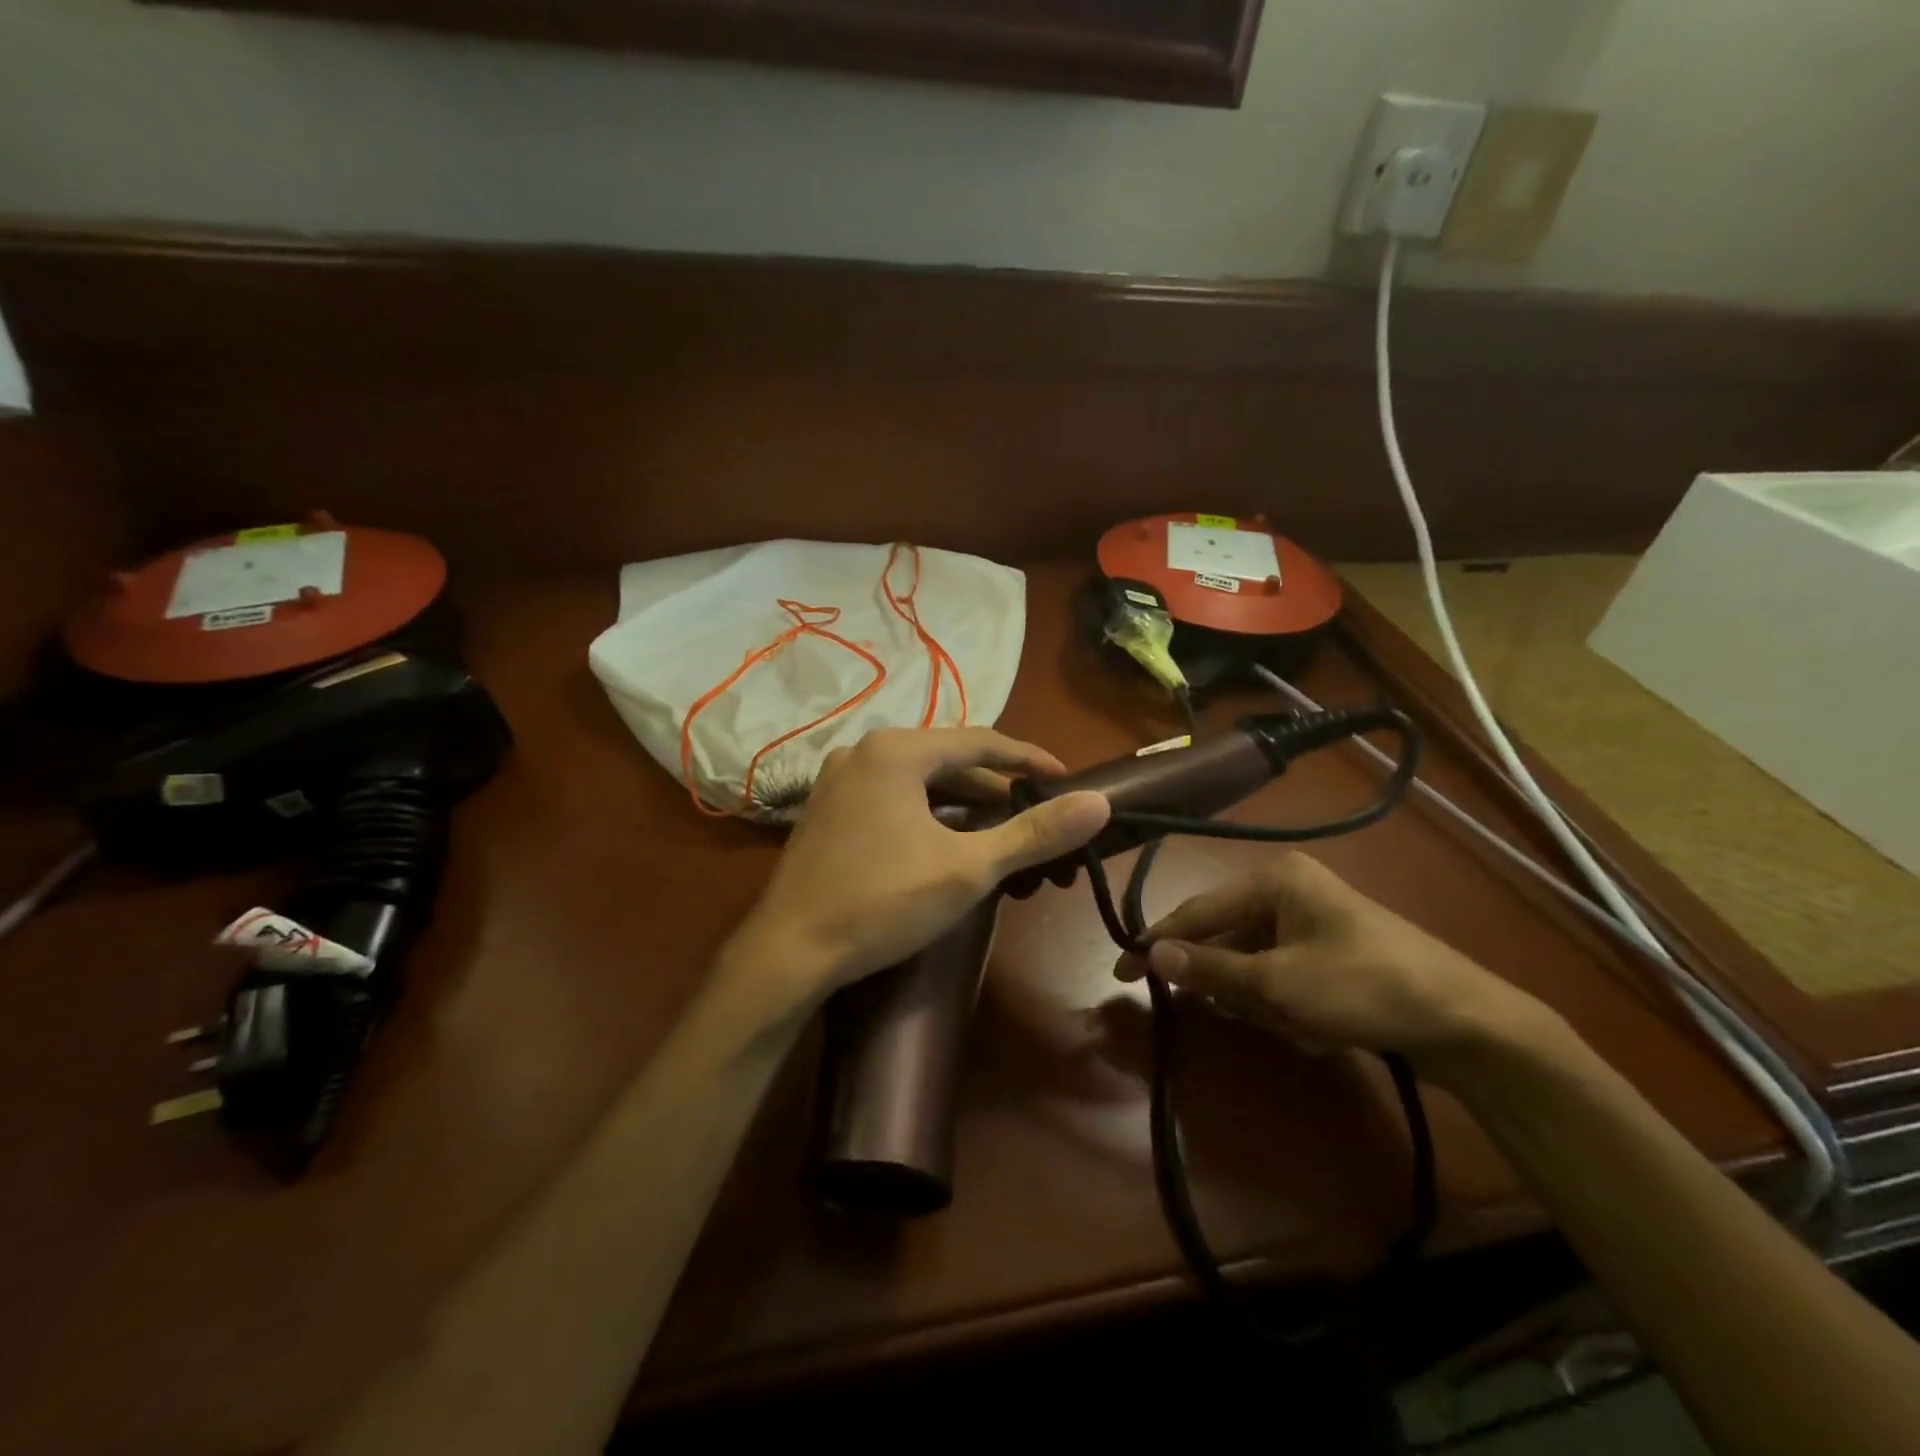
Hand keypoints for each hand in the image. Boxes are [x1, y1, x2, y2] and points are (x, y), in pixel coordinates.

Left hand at [732, 728, 1109, 1000]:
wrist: (788, 951)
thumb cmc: (882, 902)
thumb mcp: (968, 868)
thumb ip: (1034, 833)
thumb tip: (1098, 802)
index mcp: (897, 750)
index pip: (981, 741)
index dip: (1029, 759)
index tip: (1065, 780)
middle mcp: (864, 751)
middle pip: (947, 758)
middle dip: (994, 785)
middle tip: (1034, 813)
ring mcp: (838, 779)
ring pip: (917, 779)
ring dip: (960, 801)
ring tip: (997, 829)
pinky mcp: (826, 808)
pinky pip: (891, 795)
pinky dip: (926, 811)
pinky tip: (943, 840)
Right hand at [1114, 851, 1555, 1077]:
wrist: (1469, 1024)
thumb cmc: (1365, 987)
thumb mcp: (1279, 983)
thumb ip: (1212, 969)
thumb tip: (1151, 956)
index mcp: (1275, 881)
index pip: (1198, 911)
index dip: (1158, 943)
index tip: (1121, 973)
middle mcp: (1289, 892)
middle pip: (1228, 940)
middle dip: (1231, 985)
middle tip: (1246, 1015)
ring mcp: (1313, 924)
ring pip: (1255, 966)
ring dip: (1264, 1002)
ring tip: (1298, 1025)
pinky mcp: (1332, 955)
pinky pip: (1284, 978)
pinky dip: (1289, 1008)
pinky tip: (1319, 1030)